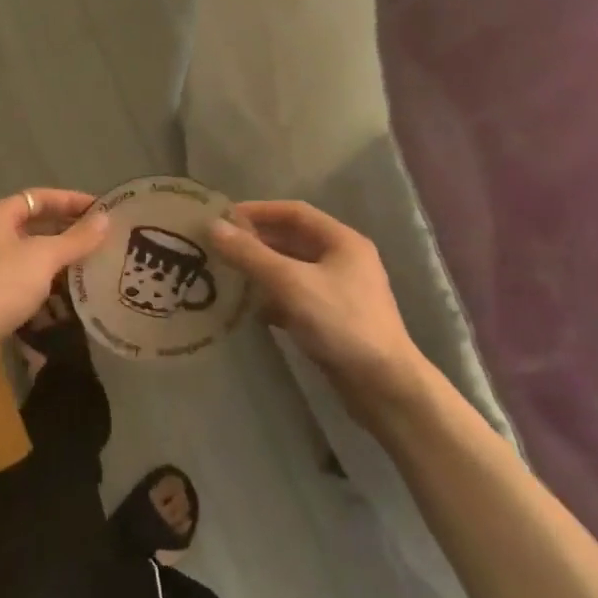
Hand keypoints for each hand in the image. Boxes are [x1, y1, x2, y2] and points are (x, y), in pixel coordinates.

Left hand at [0, 189, 110, 353]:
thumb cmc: (2, 284)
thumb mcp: (44, 258)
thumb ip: (76, 238)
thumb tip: (106, 218)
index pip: (38, 197)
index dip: (70, 200)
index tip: (100, 209)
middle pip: (32, 223)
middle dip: (66, 229)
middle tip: (99, 236)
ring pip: (27, 250)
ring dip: (56, 254)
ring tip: (90, 259)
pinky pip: (21, 273)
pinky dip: (43, 275)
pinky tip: (67, 286)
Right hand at [209, 200, 432, 406]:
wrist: (385, 386)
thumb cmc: (341, 323)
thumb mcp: (290, 283)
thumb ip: (250, 254)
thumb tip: (212, 226)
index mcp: (342, 241)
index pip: (294, 212)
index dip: (258, 211)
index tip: (223, 218)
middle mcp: (344, 260)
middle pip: (293, 240)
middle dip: (256, 241)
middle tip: (219, 246)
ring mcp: (340, 291)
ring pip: (293, 270)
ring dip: (261, 269)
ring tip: (227, 273)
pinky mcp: (334, 319)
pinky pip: (296, 297)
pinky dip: (272, 297)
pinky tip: (249, 308)